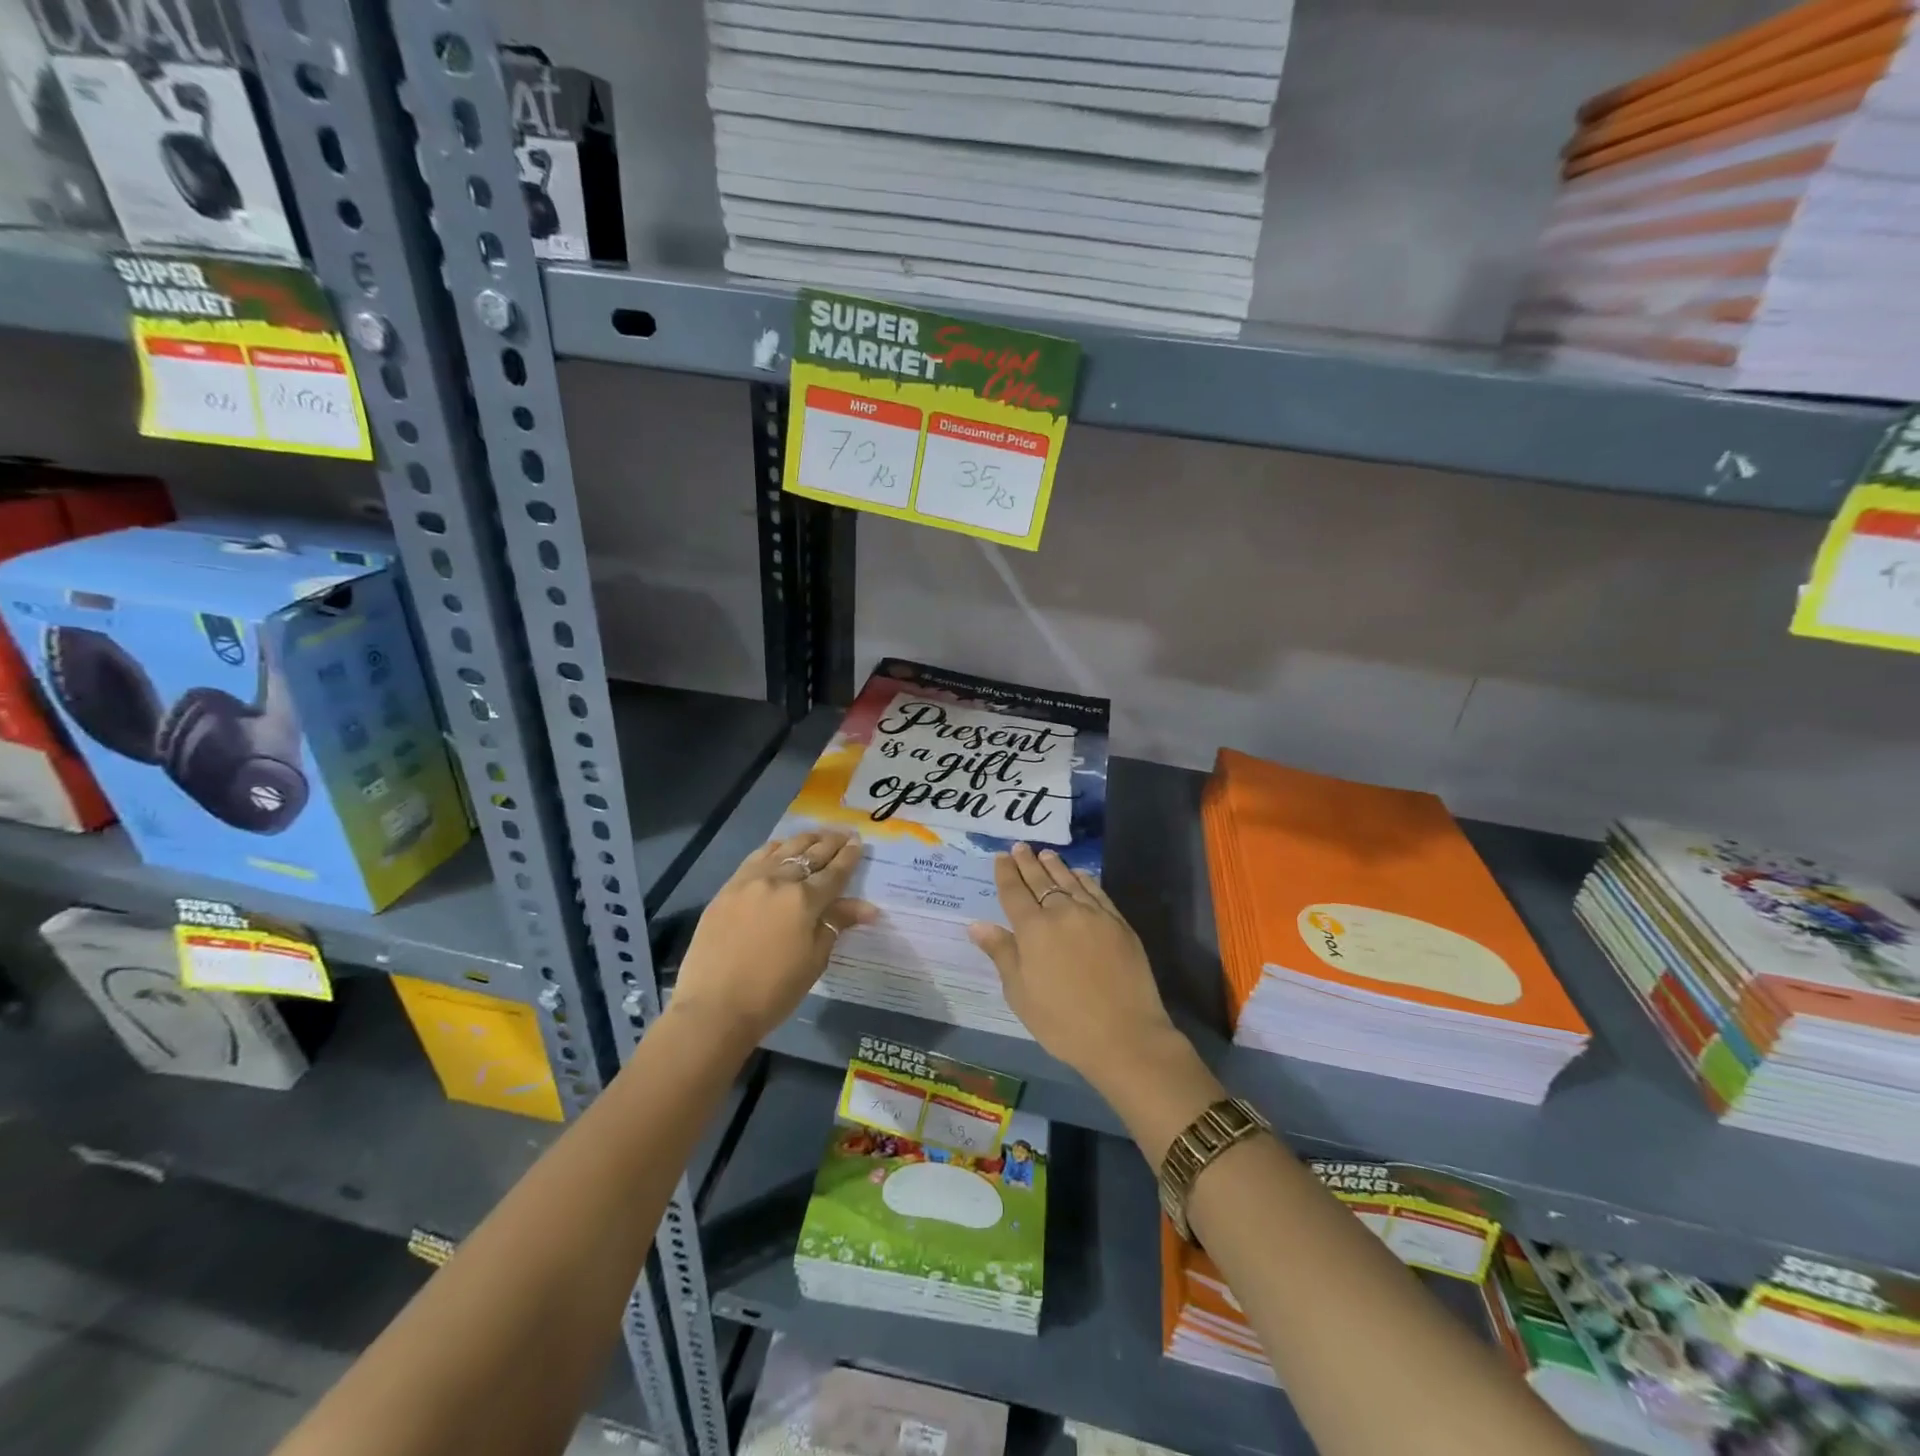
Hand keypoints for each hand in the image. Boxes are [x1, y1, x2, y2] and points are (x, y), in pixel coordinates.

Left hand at [672, 829, 876, 1049]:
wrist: (714, 1008)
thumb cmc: (773, 991)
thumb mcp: (814, 960)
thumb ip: (836, 925)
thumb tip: (868, 908)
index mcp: (804, 900)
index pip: (834, 872)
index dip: (849, 857)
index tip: (860, 842)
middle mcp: (778, 881)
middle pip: (810, 855)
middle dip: (831, 843)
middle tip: (845, 834)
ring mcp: (749, 881)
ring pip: (783, 850)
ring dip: (804, 841)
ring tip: (817, 836)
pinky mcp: (727, 889)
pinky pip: (756, 858)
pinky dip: (774, 849)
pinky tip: (780, 848)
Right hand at [968, 843, 1182, 1092]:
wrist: (1125, 1035)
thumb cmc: (1063, 1022)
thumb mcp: (1021, 994)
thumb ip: (1002, 953)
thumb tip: (977, 924)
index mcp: (1033, 929)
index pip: (1014, 892)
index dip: (1006, 873)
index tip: (1001, 857)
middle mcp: (1062, 912)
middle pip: (1041, 880)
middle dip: (1028, 863)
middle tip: (1020, 847)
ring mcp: (1094, 915)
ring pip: (1069, 881)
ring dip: (1055, 866)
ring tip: (1045, 854)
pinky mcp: (1119, 923)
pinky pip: (1096, 892)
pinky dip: (1084, 879)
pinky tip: (1079, 874)